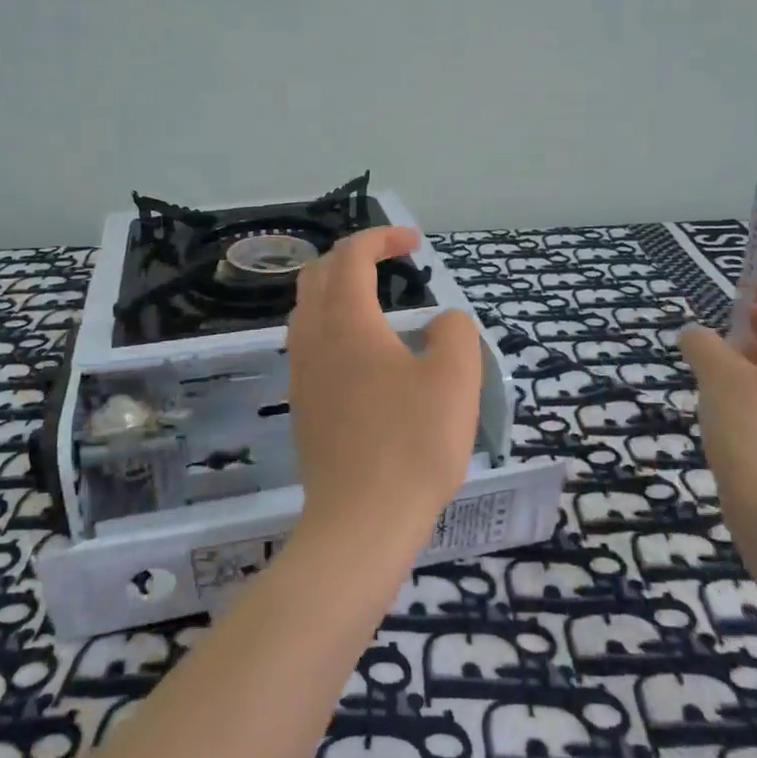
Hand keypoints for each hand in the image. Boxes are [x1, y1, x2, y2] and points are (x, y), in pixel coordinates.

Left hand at [287, 226, 481, 547]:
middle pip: (318, 274)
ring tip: (375, 300)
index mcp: (347, 321)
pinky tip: (362, 353)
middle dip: (353, 256)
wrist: (361, 521)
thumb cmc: (412, 444)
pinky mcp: (301, 404)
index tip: (414, 242)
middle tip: (390, 262)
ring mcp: (301, 373)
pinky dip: (332, 324)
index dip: (381, 237)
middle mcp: (313, 338)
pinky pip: (308, 343)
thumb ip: (454, 332)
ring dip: (337, 290)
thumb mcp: (455, 378)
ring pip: (307, 309)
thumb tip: (440, 322)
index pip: (352, 255)